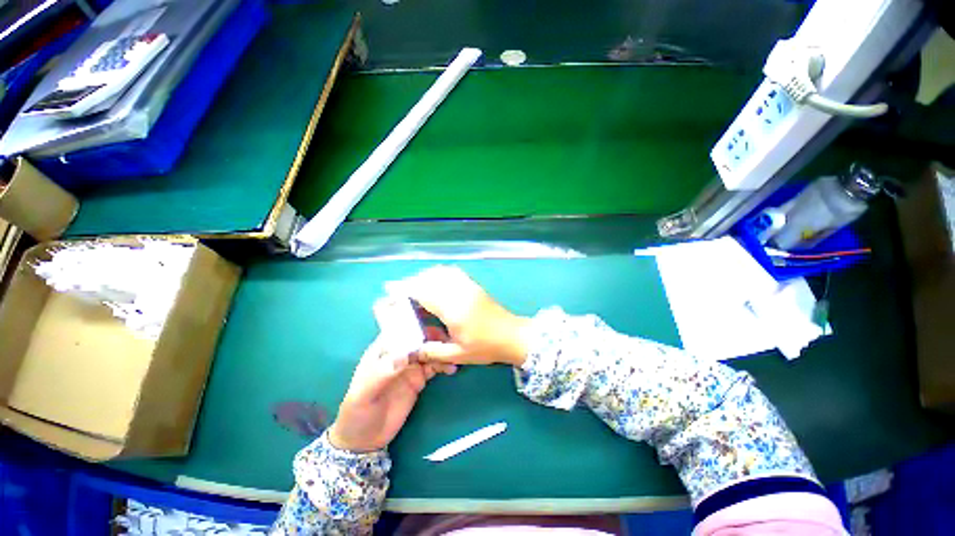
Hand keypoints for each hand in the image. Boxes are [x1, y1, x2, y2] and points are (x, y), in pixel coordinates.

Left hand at [328, 337, 455, 452]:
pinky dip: (443, 364)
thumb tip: (405, 355)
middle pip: (418, 339)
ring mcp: (409, 366)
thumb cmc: (357, 412)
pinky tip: (452, 367)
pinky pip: (434, 366)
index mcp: (382, 351)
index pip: (400, 331)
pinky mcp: (419, 379)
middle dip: (434, 336)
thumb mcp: (364, 394)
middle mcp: (398, 354)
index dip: (416, 325)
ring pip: (429, 351)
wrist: (364, 440)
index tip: (433, 325)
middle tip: (449, 340)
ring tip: (454, 355)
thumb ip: (382, 373)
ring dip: (441, 350)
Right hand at [388, 266, 530, 366]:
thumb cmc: (486, 347)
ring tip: (415, 287)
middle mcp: (459, 292)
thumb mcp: (458, 355)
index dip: (405, 289)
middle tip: (399, 291)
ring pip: (441, 272)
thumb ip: (432, 352)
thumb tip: (412, 350)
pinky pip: (453, 272)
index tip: (390, 289)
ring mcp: (468, 286)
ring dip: (425, 276)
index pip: (424, 292)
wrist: (512, 336)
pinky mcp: (474, 285)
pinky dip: (439, 273)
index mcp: (453, 309)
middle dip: (412, 282)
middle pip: (430, 279)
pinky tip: (435, 281)